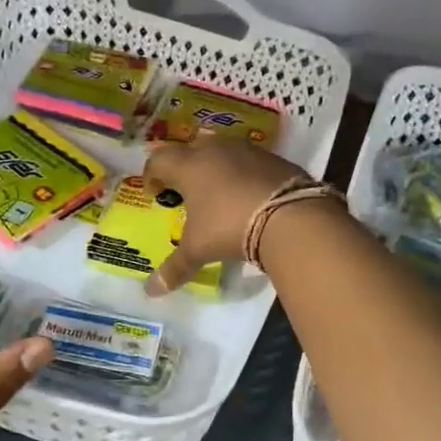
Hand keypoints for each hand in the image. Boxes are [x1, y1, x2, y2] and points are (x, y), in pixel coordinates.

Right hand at [142, 136, 312, 293]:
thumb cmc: (229, 227)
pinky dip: (242, 172)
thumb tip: (151, 291)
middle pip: (190, 148)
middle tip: (185, 189)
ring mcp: (246, 150)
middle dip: (184, 165)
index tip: (154, 192)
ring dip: (215, 166)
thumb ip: (175, 268)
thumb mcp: (199, 249)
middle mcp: (215, 150)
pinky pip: (249, 159)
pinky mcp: (273, 157)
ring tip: (217, 191)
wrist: (289, 215)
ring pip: (221, 149)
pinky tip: (247, 194)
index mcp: (189, 166)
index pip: (159, 159)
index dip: (151, 174)